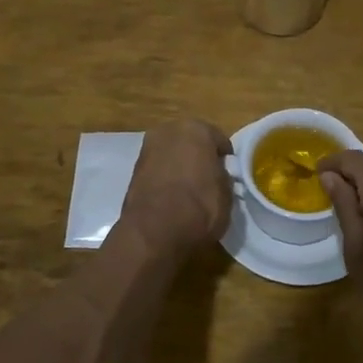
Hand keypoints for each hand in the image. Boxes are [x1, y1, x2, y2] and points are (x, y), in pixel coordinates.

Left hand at [119, 120, 233, 254]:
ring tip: (188, 190)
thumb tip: (216, 174)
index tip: (228, 175)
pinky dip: (165, 177)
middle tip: (208, 180)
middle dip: (199, 156)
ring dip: (179, 165)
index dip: (225, 159)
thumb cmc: (199, 208)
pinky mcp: (133, 169)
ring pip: (172, 153)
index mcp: (197, 129)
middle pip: (191, 141)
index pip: (219, 140)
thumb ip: (223, 176)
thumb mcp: (227, 194)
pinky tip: (171, 196)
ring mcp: (148, 148)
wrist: (154, 232)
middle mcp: (170, 131)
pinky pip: (158, 168)